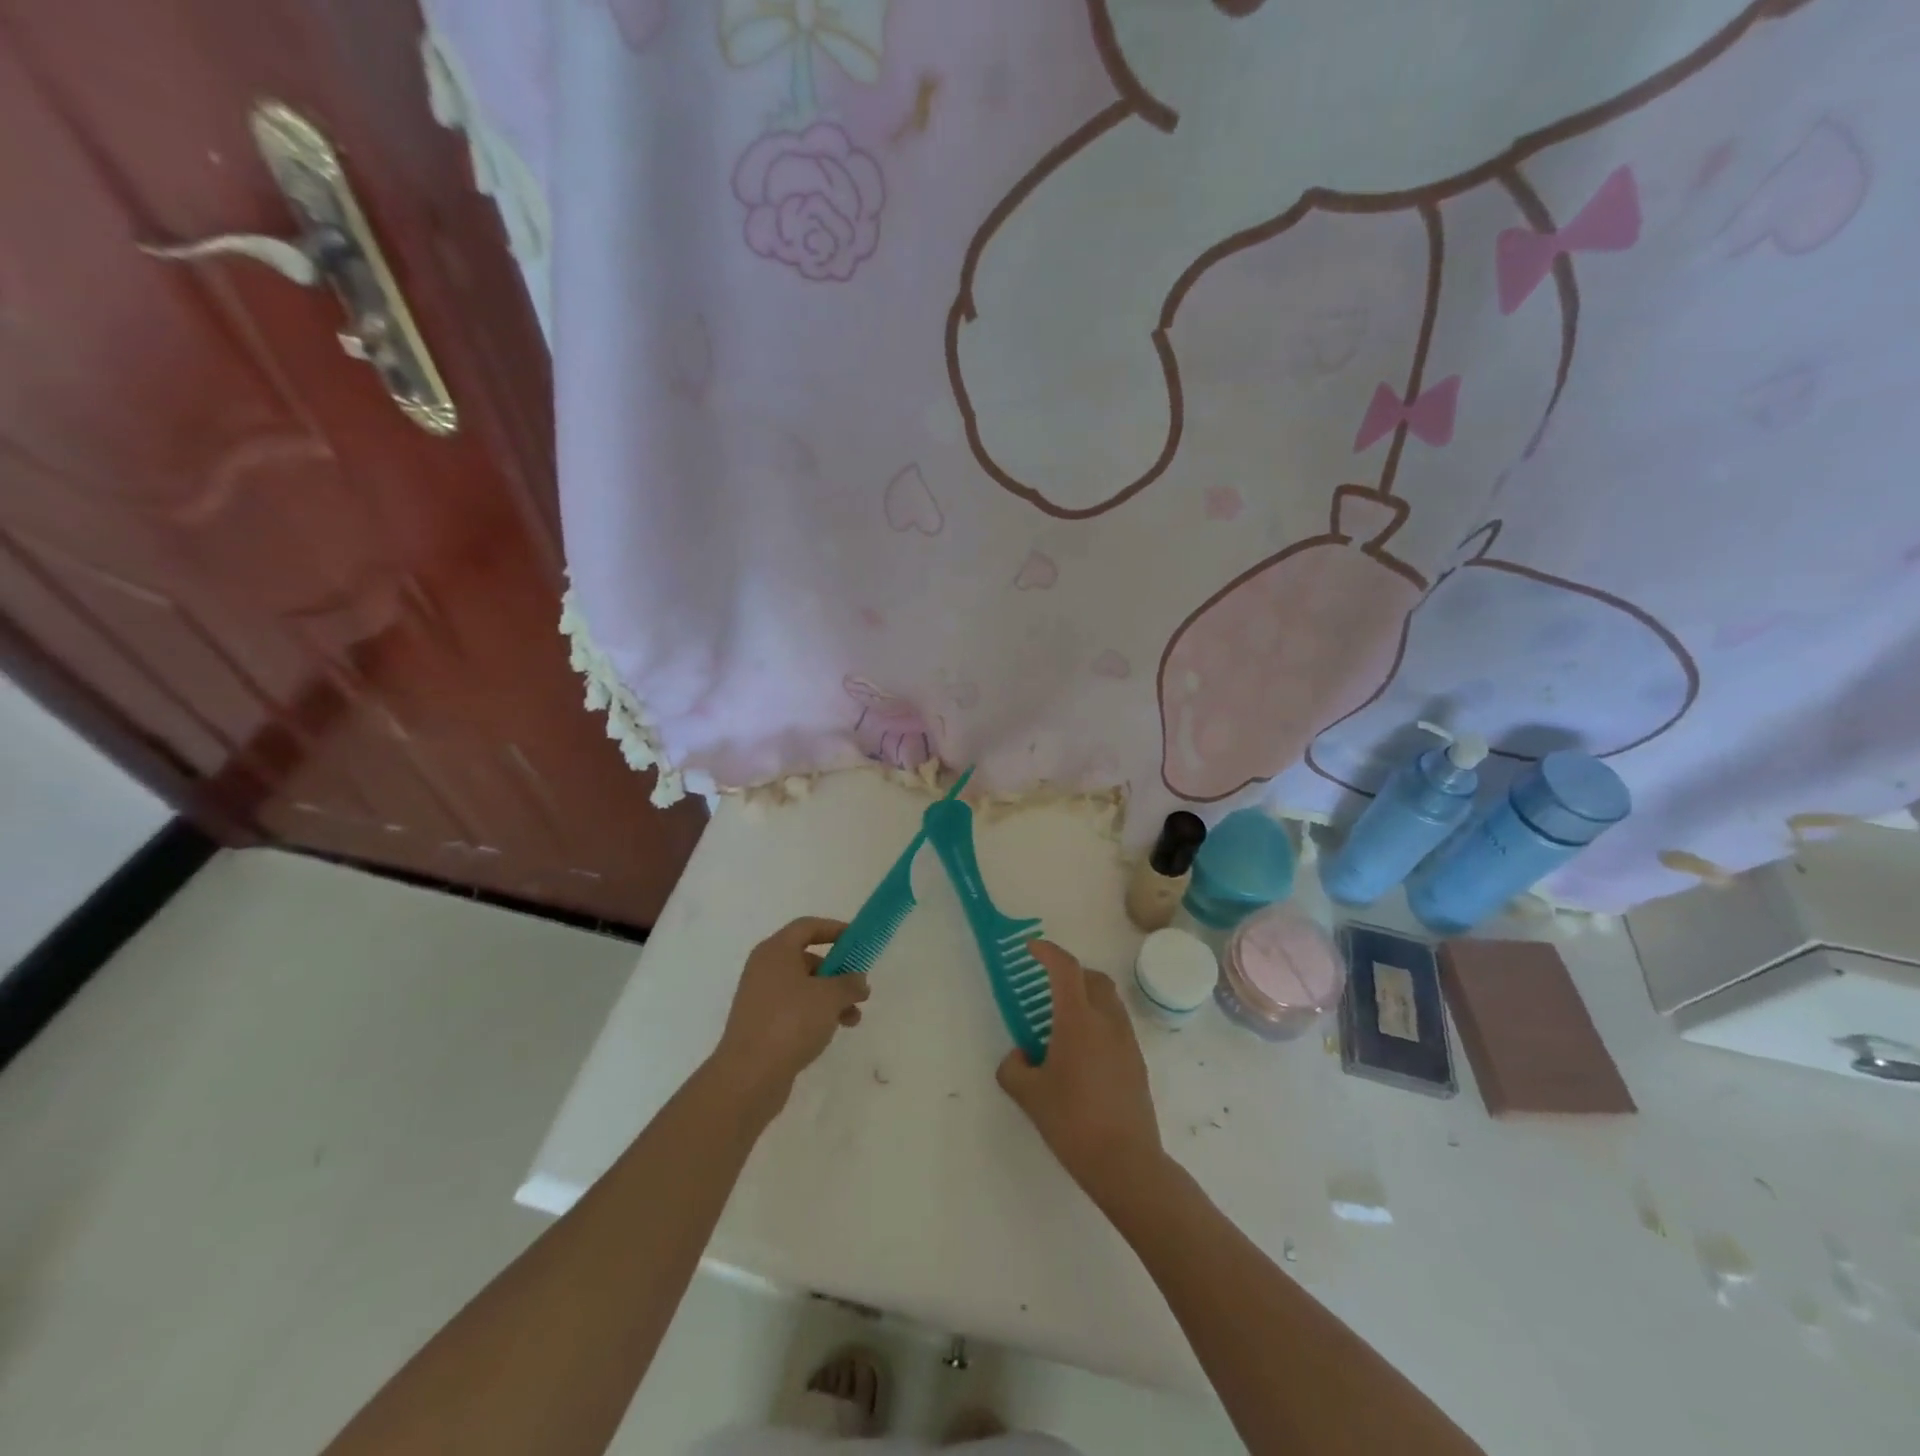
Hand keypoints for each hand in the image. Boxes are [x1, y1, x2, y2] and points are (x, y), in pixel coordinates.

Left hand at [713, 917, 868, 1107]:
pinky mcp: (760, 1025)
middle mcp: (764, 969)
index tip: (857, 941)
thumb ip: (850, 983)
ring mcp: (760, 998)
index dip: (834, 929)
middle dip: (837, 972)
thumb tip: (858, 981)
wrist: (749, 1075)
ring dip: (831, 998)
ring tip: (853, 1018)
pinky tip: (832, 1032)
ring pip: (803, 987)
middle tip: (858, 986)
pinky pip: (794, 1009)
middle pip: (806, 958)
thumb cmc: (791, 1022)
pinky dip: (815, 1014)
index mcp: (775, 951)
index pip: (807, 926)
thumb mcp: (830, 997)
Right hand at [997, 941, 1164, 1206]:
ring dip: (1086, 997)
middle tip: (1048, 986)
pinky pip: (1116, 1025)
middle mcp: (1107, 1021)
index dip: (1047, 951)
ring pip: (1108, 1001)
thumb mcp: (1029, 1096)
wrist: (1126, 1163)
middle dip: (1070, 973)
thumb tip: (1019, 1057)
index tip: (1031, 948)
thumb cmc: (1072, 1122)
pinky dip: (1099, 1022)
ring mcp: (1127, 1041)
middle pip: (1092, 978)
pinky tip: (1082, 1053)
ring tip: (1063, 1023)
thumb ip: (1014, 1069)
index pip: (1065, 968)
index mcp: (1078, 1020)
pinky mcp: (1137, 1062)